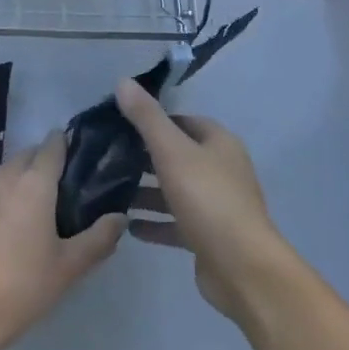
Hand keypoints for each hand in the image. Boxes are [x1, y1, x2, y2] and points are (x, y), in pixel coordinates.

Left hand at [0, 129, 126, 349]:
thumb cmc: (21, 287)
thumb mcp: (69, 267)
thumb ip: (99, 238)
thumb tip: (120, 217)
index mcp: (34, 184)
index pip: (52, 146)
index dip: (66, 144)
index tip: (80, 155)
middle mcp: (3, 178)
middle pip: (27, 155)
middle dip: (44, 161)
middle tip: (63, 189)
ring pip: (5, 172)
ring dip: (21, 178)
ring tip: (36, 207)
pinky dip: (0, 196)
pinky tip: (6, 224)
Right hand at [114, 79, 293, 321]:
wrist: (241, 267)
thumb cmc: (208, 199)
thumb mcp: (172, 152)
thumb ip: (146, 118)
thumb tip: (123, 82)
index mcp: (219, 143)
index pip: (183, 121)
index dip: (153, 121)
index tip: (119, 126)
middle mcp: (221, 170)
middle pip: (177, 156)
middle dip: (144, 158)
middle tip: (107, 159)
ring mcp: (216, 205)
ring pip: (175, 191)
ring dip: (146, 192)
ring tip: (109, 193)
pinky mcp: (209, 236)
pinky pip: (176, 223)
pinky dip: (154, 223)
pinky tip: (128, 227)